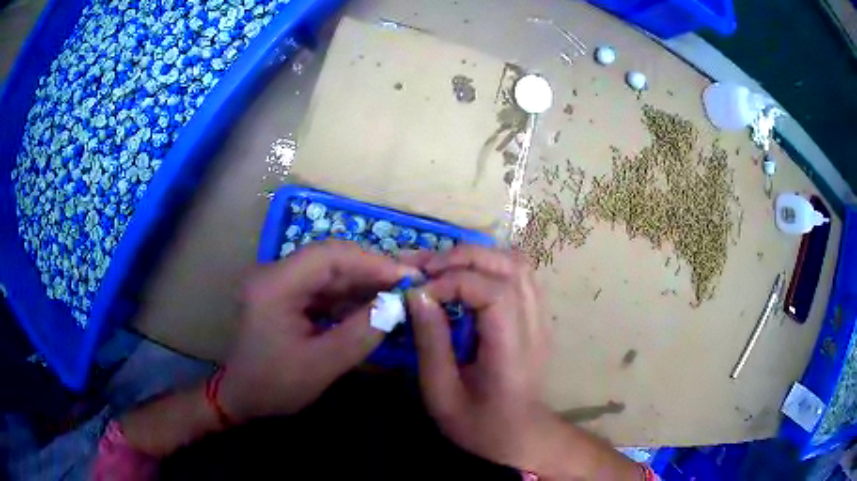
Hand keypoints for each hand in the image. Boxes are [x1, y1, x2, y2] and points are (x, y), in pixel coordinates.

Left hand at [218, 240, 418, 421]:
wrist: (240, 397)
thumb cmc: (273, 386)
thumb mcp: (320, 366)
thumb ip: (360, 334)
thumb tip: (397, 305)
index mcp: (275, 285)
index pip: (329, 256)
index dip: (372, 262)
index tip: (408, 276)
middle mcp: (275, 273)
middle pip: (331, 259)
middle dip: (372, 270)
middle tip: (410, 284)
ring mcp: (280, 282)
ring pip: (330, 272)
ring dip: (364, 282)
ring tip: (398, 294)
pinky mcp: (287, 294)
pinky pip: (324, 287)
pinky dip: (350, 296)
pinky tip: (373, 306)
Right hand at [406, 245, 552, 468]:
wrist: (521, 435)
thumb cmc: (479, 424)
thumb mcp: (441, 394)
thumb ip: (430, 343)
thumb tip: (416, 294)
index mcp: (511, 351)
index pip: (494, 293)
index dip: (453, 281)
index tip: (418, 290)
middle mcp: (535, 327)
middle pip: (511, 267)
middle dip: (464, 257)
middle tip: (426, 268)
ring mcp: (542, 319)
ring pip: (519, 264)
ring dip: (479, 256)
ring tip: (444, 268)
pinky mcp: (539, 317)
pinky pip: (521, 275)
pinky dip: (492, 265)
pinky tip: (469, 277)